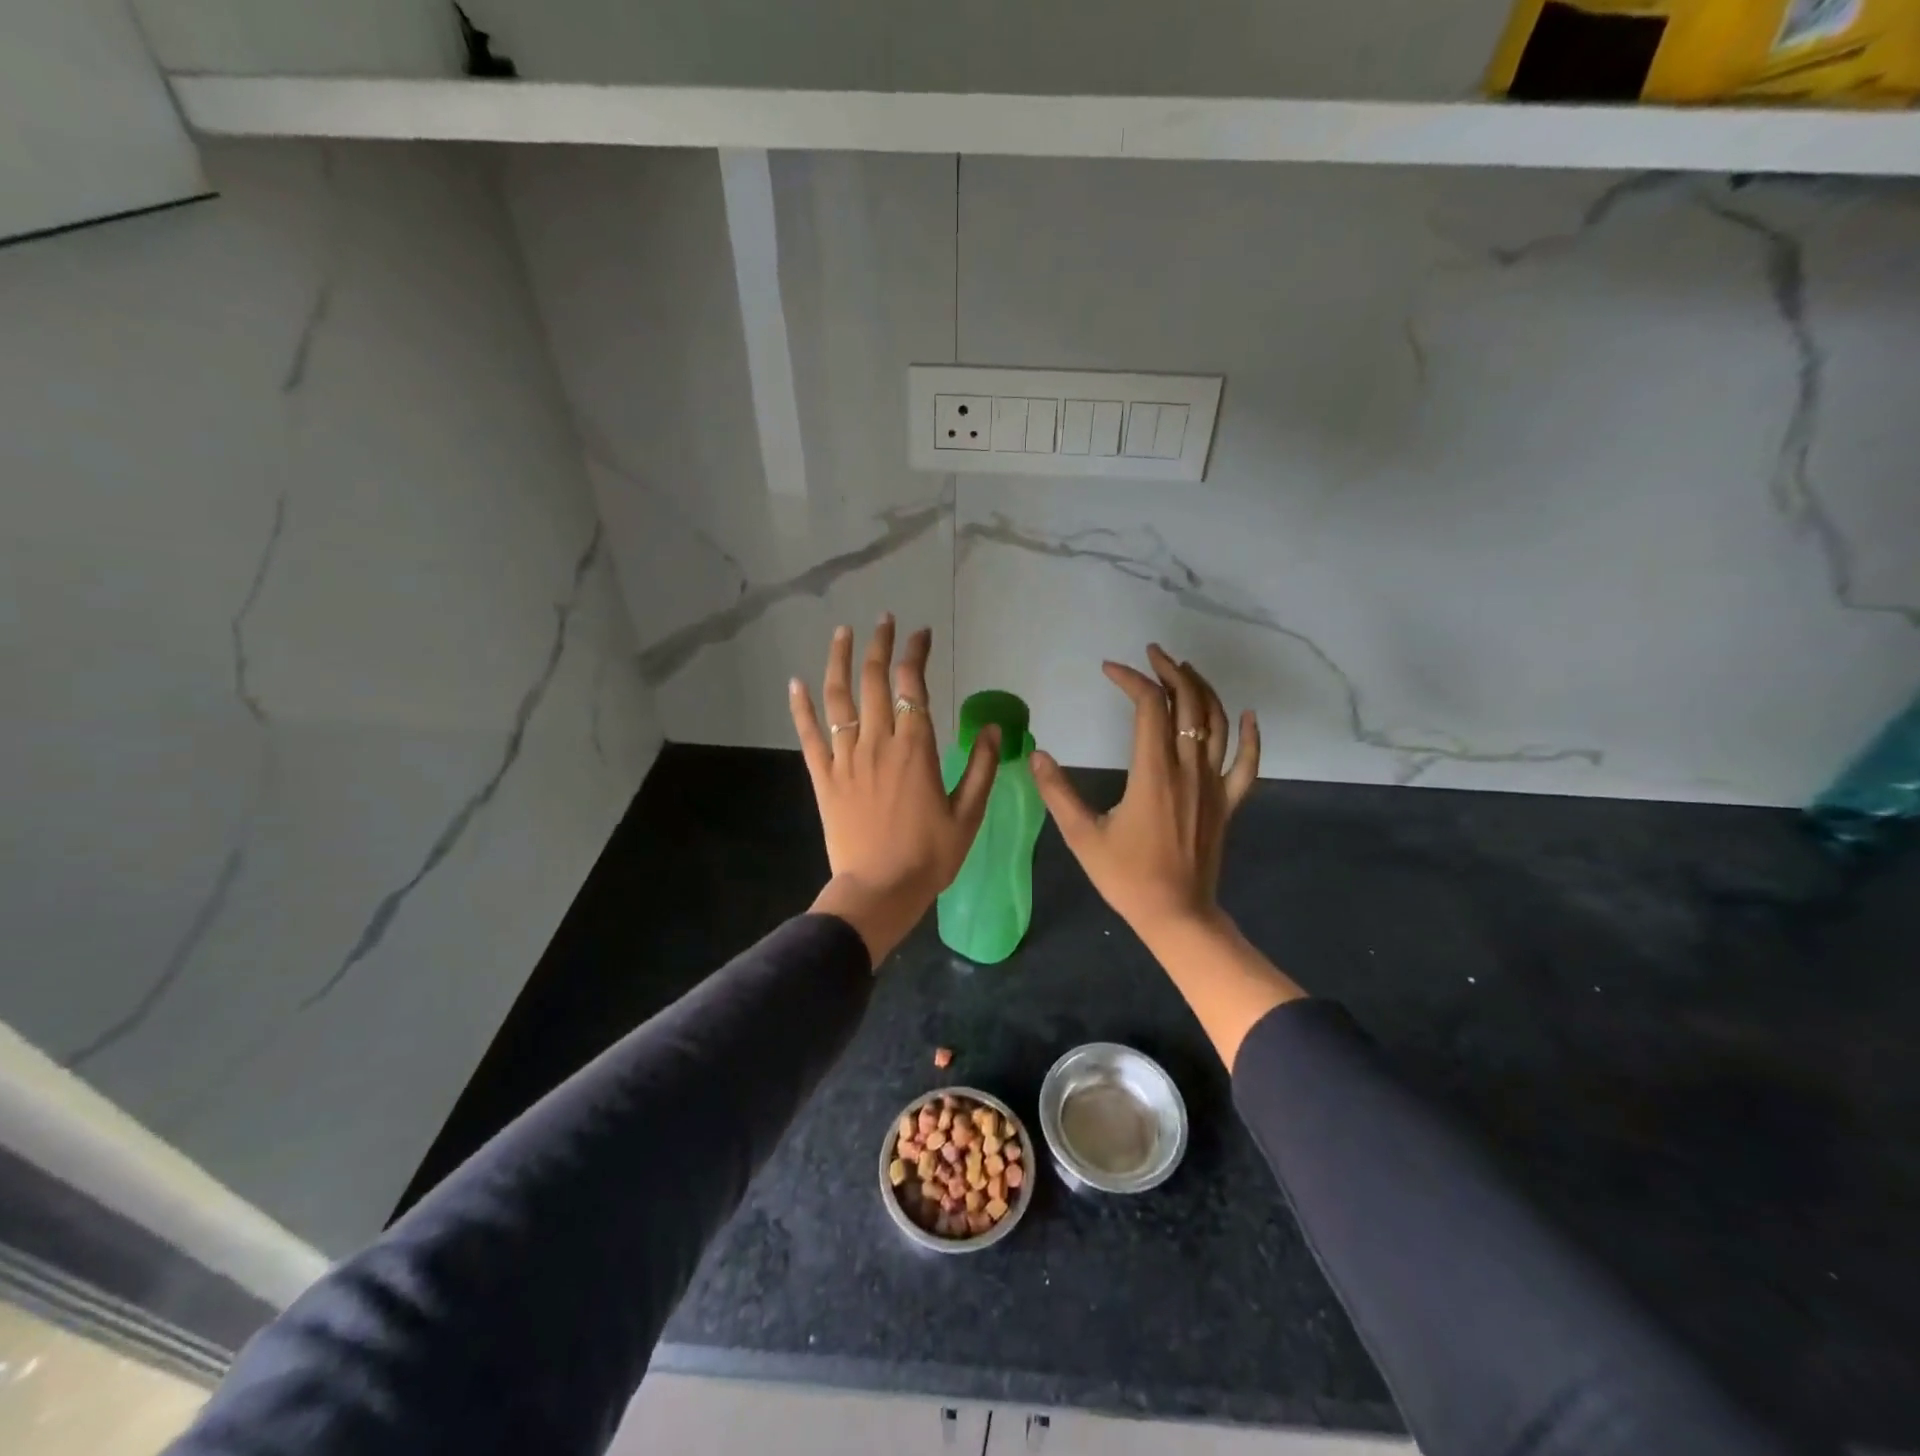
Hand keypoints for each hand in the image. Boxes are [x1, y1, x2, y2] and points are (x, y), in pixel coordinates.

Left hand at [790, 616, 1000, 963]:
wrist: (879, 890)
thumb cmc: (930, 855)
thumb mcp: (968, 814)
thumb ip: (982, 767)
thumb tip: (992, 727)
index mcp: (916, 748)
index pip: (914, 685)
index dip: (916, 653)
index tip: (922, 633)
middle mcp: (878, 742)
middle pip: (876, 680)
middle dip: (880, 644)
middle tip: (884, 620)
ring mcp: (846, 758)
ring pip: (839, 698)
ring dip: (839, 660)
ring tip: (842, 632)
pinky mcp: (824, 777)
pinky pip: (809, 734)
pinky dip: (801, 706)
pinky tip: (796, 682)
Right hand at [1031, 644, 1259, 940]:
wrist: (1177, 915)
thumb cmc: (1128, 877)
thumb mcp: (1083, 836)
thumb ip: (1058, 792)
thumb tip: (1036, 755)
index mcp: (1153, 773)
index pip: (1149, 707)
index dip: (1131, 680)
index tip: (1109, 669)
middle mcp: (1189, 769)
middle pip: (1188, 704)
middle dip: (1170, 672)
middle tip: (1152, 654)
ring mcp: (1214, 785)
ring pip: (1218, 723)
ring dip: (1203, 690)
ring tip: (1184, 670)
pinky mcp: (1228, 803)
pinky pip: (1247, 763)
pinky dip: (1251, 736)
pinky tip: (1249, 715)